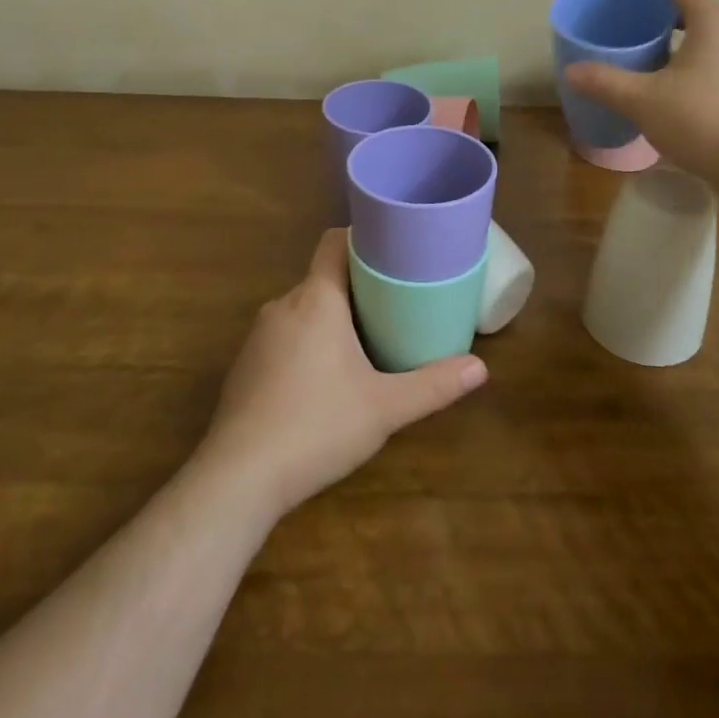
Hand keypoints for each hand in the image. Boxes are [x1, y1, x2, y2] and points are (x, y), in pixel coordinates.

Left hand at [197, 230, 487, 520]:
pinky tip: (325, 378)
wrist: (238, 479)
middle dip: (358, 286)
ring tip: (367, 339)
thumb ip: (433, 385)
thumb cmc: (317, 427)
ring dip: (332, 317)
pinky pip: (284, 335)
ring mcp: (258, 336)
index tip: (393, 251)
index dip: (362, 238)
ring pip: (303, 309)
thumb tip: (480, 368)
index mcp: (316, 299)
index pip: (334, 242)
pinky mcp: (245, 366)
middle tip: (395, 303)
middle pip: (324, 277)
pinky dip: (308, 342)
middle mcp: (283, 305)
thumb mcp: (385, 408)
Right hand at [564, 0, 718, 195]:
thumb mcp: (643, 101)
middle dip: (673, 15)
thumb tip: (571, 71)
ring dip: (692, 45)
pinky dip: (707, 71)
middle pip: (703, 12)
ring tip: (664, 61)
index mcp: (714, 21)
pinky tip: (690, 96)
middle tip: (644, 24)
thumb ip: (606, 82)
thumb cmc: (704, 119)